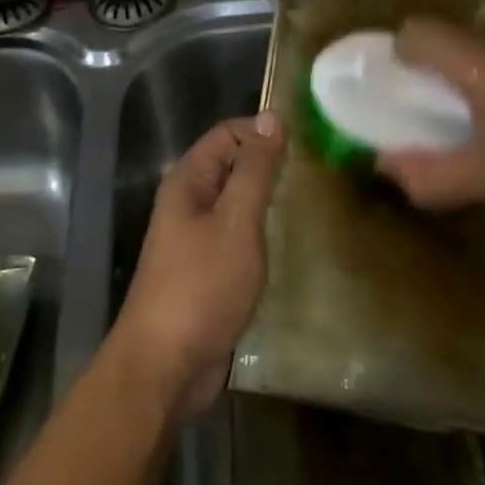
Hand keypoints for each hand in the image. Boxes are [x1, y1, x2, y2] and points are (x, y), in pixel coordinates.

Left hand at [111, 113, 285, 419]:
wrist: (165, 366)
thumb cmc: (201, 286)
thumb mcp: (236, 222)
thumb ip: (254, 170)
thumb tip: (271, 117)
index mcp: (188, 181)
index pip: (228, 134)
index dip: (263, 131)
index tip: (308, 141)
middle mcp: (188, 202)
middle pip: (232, 166)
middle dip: (270, 165)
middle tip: (319, 172)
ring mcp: (196, 238)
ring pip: (237, 203)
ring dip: (269, 201)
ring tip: (314, 202)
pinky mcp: (208, 270)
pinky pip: (238, 237)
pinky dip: (262, 234)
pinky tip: (293, 242)